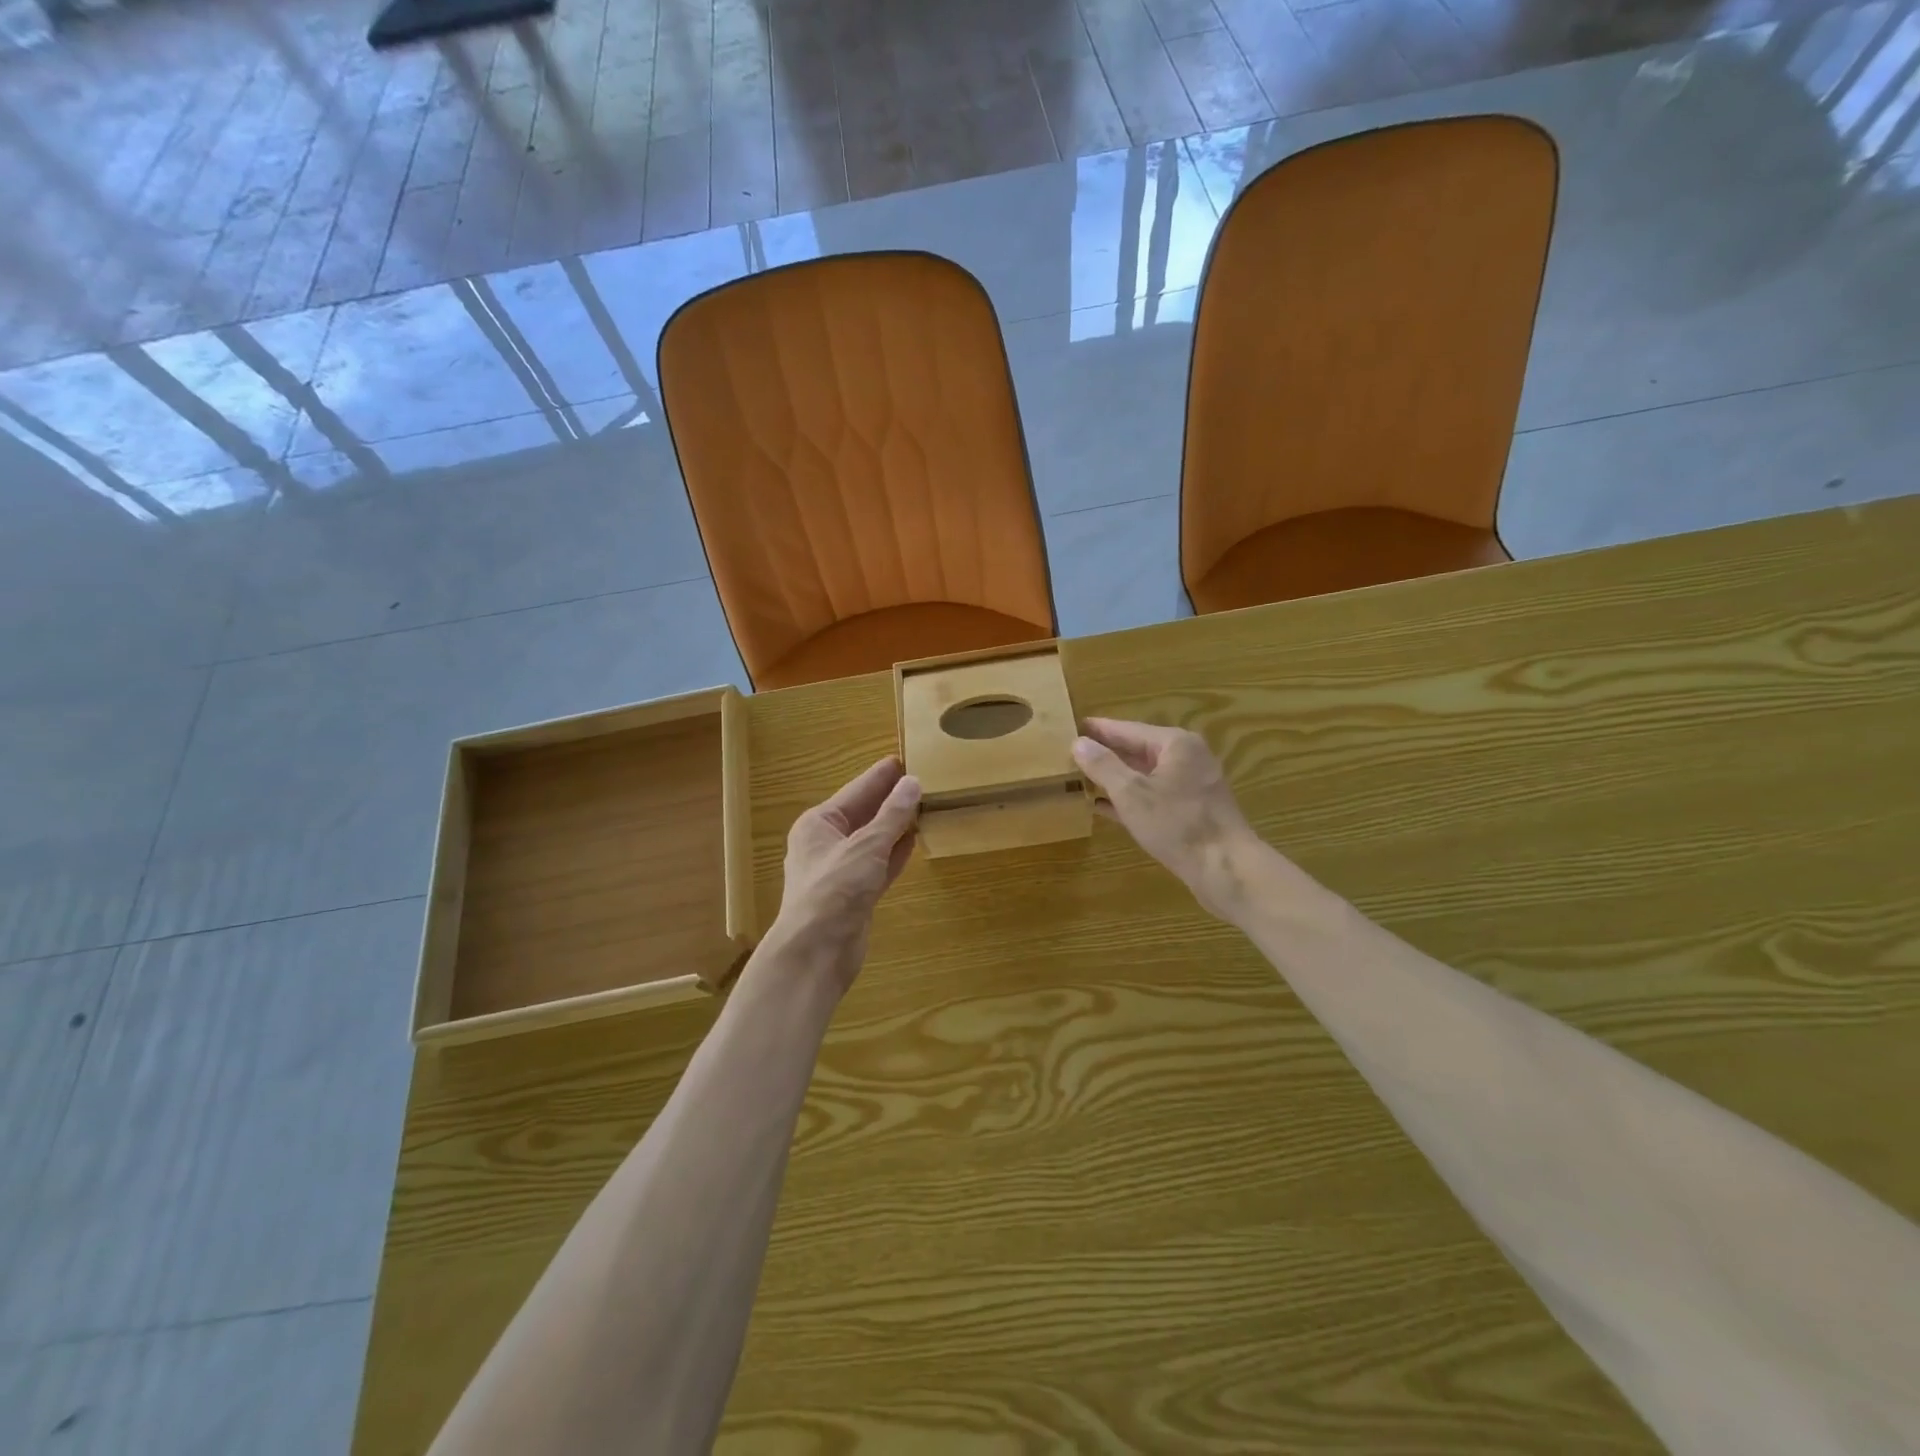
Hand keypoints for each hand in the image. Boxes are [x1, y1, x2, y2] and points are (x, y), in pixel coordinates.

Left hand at [772, 756, 921, 986]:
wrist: (816, 952)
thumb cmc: (834, 890)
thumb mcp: (866, 846)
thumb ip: (892, 815)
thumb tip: (913, 782)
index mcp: (819, 824)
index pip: (856, 790)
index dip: (881, 776)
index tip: (907, 758)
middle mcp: (827, 843)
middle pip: (864, 814)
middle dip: (890, 799)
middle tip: (923, 778)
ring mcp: (841, 870)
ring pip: (873, 840)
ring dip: (896, 825)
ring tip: (925, 805)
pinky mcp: (855, 894)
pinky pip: (879, 864)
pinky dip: (895, 853)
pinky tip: (915, 839)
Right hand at [1072, 718, 1262, 921]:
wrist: (1226, 868)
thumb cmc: (1178, 824)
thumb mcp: (1132, 793)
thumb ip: (1103, 766)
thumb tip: (1079, 743)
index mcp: (1176, 744)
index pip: (1128, 729)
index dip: (1099, 729)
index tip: (1073, 725)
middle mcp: (1187, 758)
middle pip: (1138, 750)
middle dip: (1106, 753)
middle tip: (1072, 752)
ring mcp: (1191, 786)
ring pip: (1145, 775)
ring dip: (1115, 777)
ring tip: (1081, 777)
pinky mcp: (1191, 812)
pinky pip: (1153, 797)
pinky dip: (1129, 799)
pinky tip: (1102, 806)